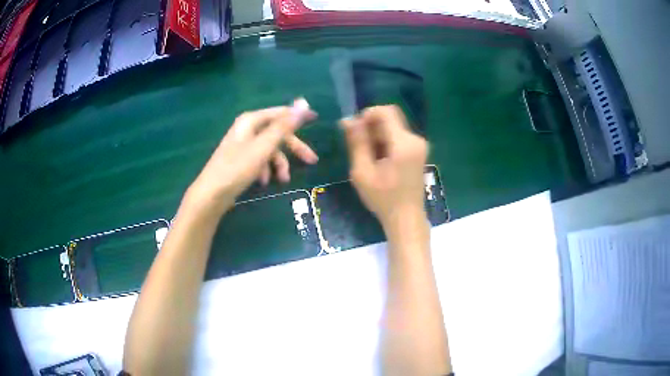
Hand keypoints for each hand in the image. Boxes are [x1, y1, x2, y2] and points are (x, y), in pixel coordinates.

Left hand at [184, 99, 317, 216]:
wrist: (212, 194)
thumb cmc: (237, 168)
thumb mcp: (264, 146)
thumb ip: (284, 125)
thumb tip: (303, 102)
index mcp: (251, 121)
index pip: (281, 112)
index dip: (298, 115)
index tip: (316, 119)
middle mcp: (247, 129)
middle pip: (277, 133)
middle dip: (293, 148)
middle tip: (312, 160)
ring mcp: (243, 145)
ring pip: (270, 149)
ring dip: (279, 164)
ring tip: (282, 180)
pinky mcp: (240, 160)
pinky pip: (260, 160)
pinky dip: (266, 170)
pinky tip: (264, 182)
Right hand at [341, 105, 427, 232]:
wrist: (406, 218)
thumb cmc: (383, 199)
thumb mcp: (362, 171)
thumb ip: (357, 143)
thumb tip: (348, 119)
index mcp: (404, 143)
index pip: (386, 111)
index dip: (367, 114)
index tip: (354, 130)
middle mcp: (415, 139)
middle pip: (391, 118)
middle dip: (371, 125)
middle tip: (357, 145)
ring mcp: (419, 145)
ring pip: (394, 127)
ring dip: (377, 134)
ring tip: (366, 156)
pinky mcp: (418, 152)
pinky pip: (399, 136)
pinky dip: (386, 141)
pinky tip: (378, 159)